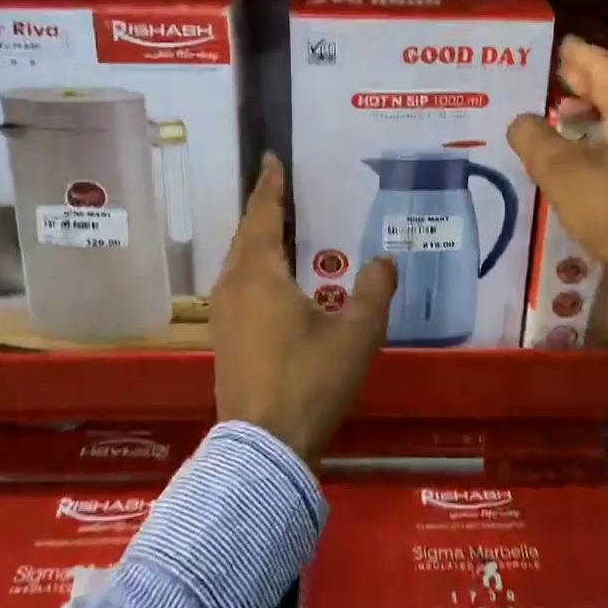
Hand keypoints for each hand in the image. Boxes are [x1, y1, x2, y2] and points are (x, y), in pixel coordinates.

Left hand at [210, 155, 395, 462]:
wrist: (263, 448)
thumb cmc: (310, 381)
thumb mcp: (356, 334)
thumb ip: (375, 291)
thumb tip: (384, 260)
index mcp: (259, 275)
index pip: (264, 216)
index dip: (270, 186)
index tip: (271, 158)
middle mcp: (234, 286)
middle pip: (246, 236)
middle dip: (263, 210)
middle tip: (282, 188)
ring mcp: (223, 314)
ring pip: (239, 261)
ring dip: (258, 239)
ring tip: (282, 228)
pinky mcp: (224, 338)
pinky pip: (238, 283)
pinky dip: (255, 266)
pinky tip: (275, 278)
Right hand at [508, 36, 607, 285]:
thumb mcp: (561, 172)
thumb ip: (534, 138)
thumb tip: (522, 121)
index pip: (602, 66)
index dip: (577, 55)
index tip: (561, 45)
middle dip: (585, 81)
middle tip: (558, 73)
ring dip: (595, 110)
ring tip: (563, 114)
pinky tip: (588, 149)